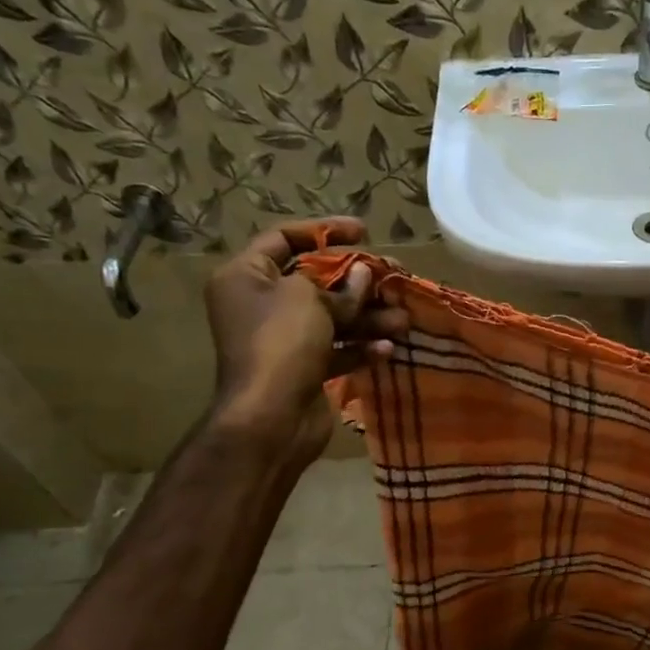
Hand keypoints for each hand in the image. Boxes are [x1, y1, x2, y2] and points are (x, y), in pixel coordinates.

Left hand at [204, 219, 407, 460]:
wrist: (271, 418)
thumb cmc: (282, 343)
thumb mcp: (310, 299)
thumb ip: (341, 285)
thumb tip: (362, 274)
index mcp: (246, 277)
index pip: (283, 238)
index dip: (324, 231)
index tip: (363, 232)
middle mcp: (261, 305)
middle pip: (315, 281)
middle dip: (357, 281)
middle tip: (392, 278)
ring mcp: (283, 340)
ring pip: (332, 318)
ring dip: (368, 317)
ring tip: (402, 320)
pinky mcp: (304, 369)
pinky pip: (336, 349)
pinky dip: (360, 347)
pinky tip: (387, 348)